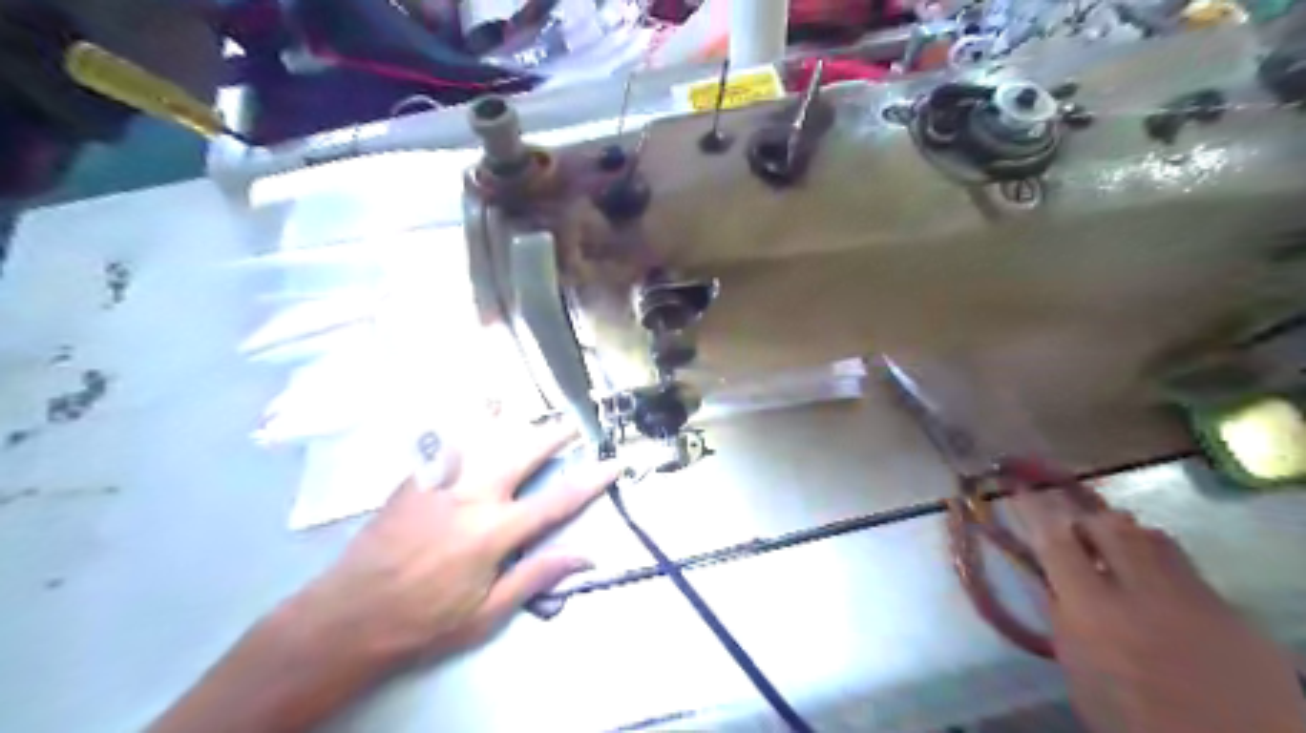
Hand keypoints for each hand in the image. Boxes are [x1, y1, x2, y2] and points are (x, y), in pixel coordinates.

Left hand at [296, 421, 619, 665]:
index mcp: (495, 532)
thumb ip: (537, 576)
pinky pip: (444, 441)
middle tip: (571, 423)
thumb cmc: (424, 620)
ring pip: (482, 436)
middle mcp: (473, 496)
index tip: (614, 463)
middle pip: (522, 452)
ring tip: (524, 404)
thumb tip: (587, 556)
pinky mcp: (415, 480)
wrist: (349, 615)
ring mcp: (440, 482)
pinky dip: (463, 422)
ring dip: (508, 418)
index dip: (591, 481)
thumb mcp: (487, 613)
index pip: (557, 500)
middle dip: (552, 434)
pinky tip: (469, 410)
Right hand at [1019, 500, 1304, 731]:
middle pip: (1109, 526)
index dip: (1034, 512)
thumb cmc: (1136, 721)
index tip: (1020, 491)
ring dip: (1125, 536)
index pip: (1056, 543)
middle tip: (1074, 532)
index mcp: (1095, 613)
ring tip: (1114, 551)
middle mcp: (1143, 593)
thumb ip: (1064, 623)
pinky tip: (1156, 584)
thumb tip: (1049, 581)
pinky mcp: (1231, 611)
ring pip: (1152, 537)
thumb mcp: (1081, 677)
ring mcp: (1194, 597)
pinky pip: (1186, 566)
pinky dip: (1161, 562)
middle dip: (1086, 520)